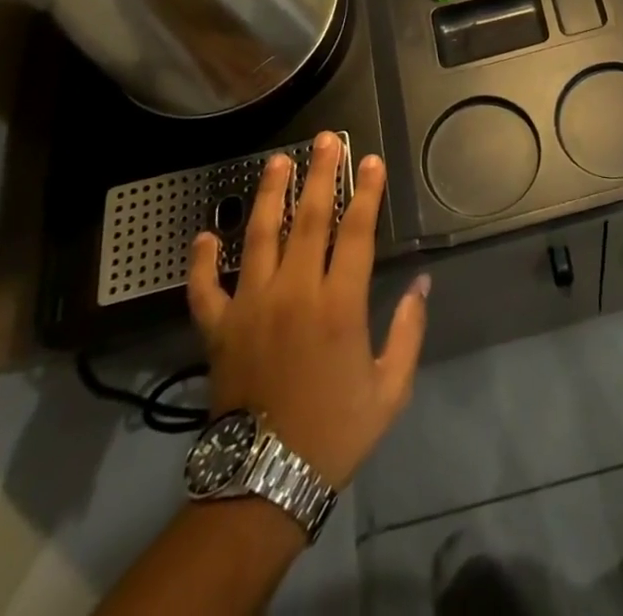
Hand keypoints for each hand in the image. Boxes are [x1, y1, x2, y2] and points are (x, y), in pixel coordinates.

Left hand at [187, 134, 428, 488]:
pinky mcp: (217, 329)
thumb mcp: (390, 388)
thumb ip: (408, 330)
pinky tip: (204, 235)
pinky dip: (201, 260)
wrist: (264, 483)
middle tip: (325, 140)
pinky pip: (205, 287)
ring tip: (277, 161)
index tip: (370, 161)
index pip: (356, 231)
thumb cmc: (335, 430)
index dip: (366, 191)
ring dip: (270, 195)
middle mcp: (294, 292)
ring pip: (259, 237)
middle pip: (309, 219)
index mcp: (339, 305)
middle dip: (320, 174)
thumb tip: (421, 283)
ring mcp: (250, 307)